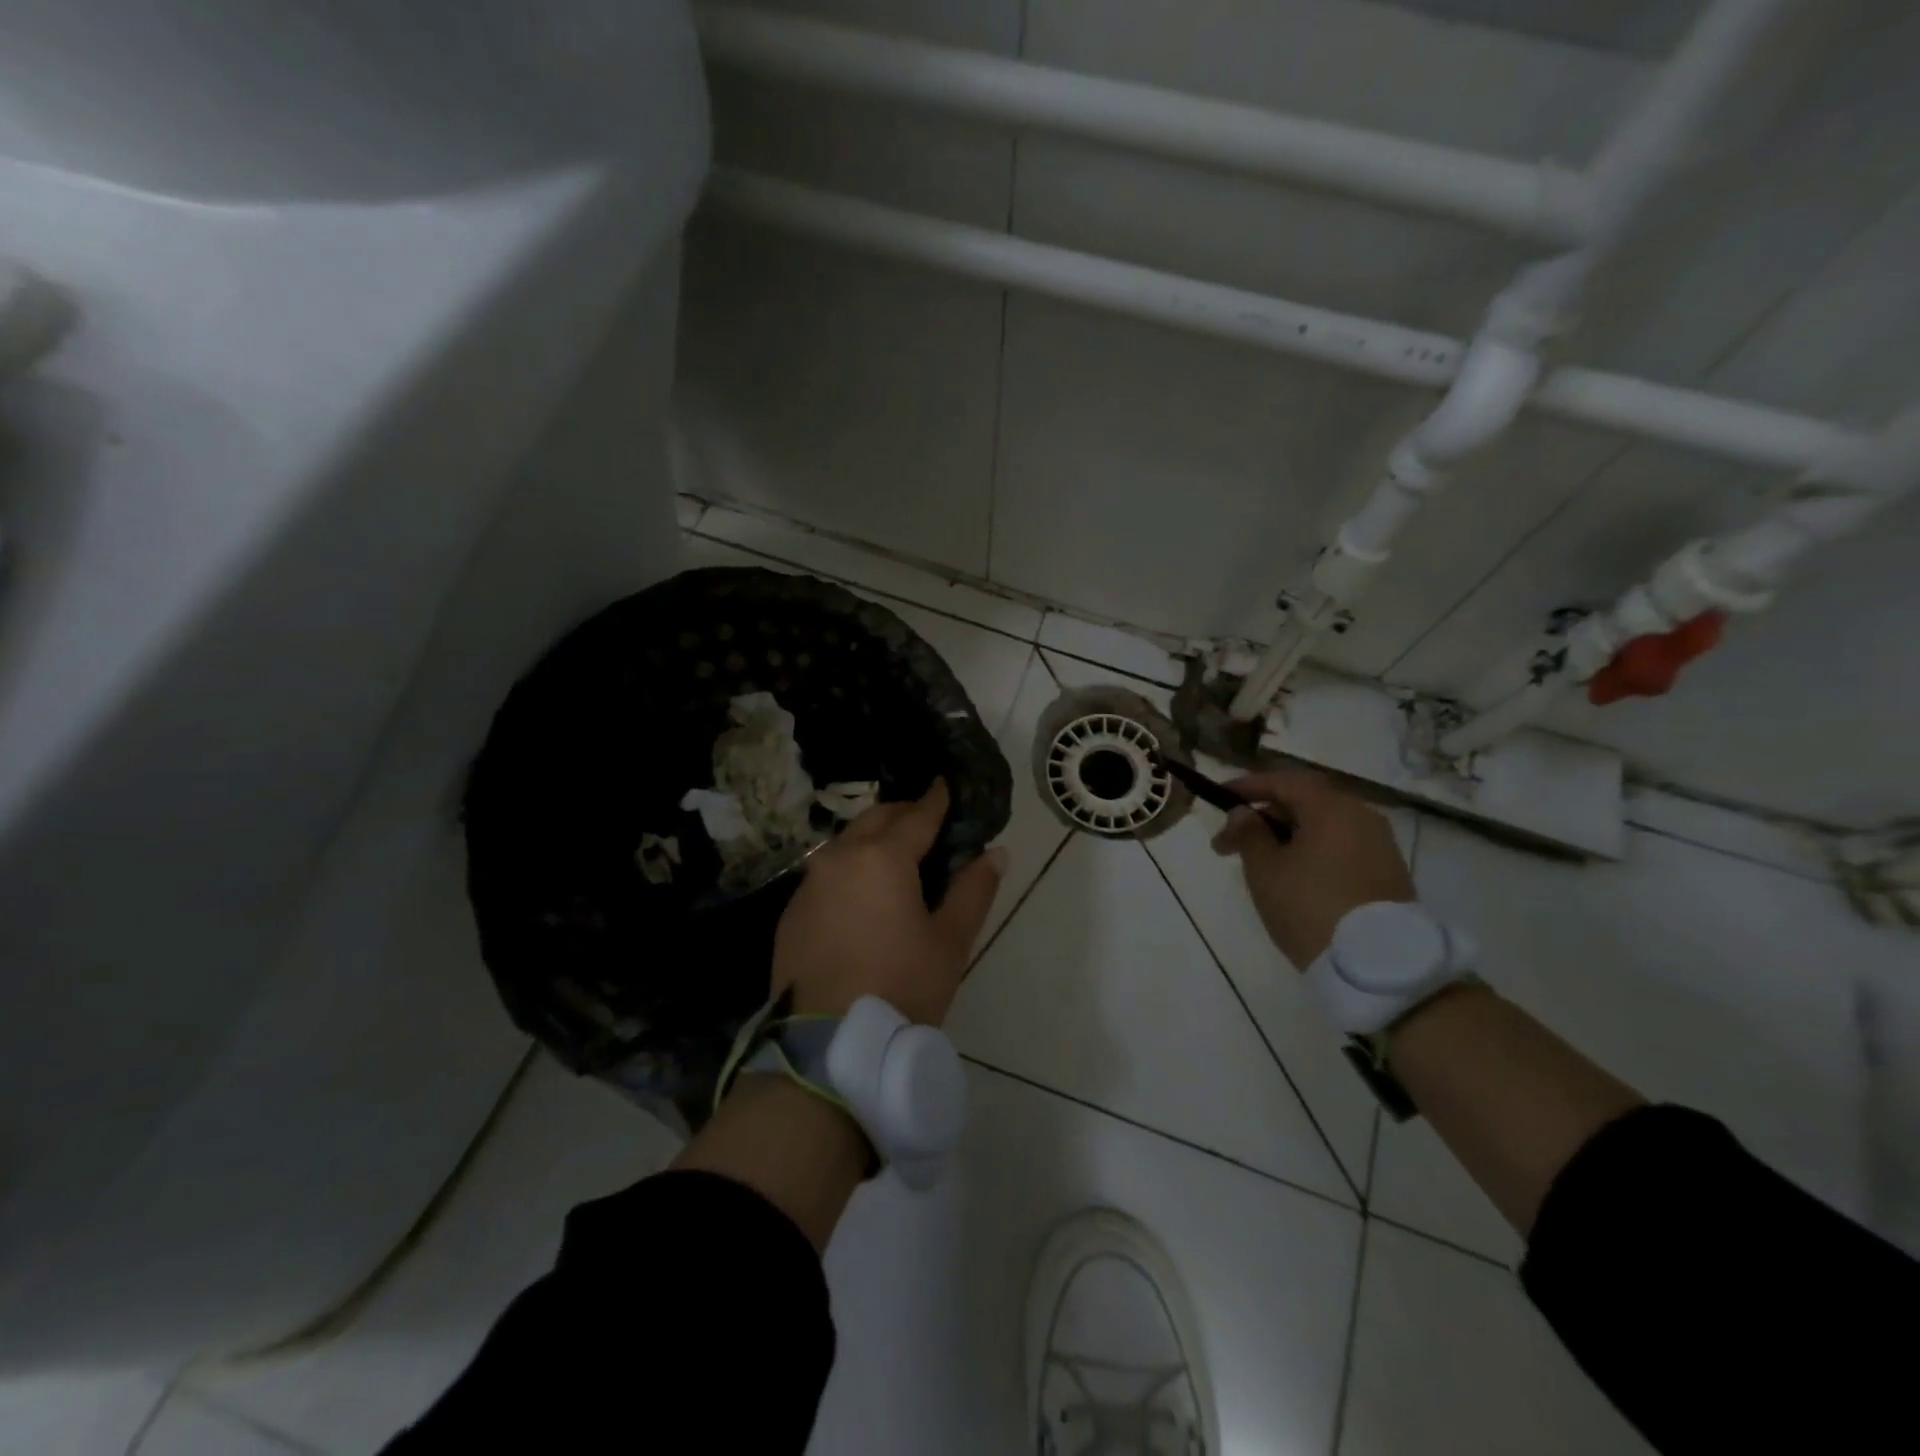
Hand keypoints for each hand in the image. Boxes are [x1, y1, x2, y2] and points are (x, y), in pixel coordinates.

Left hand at [772, 779, 1005, 1025]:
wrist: (828, 1045)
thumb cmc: (901, 987)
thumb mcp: (950, 941)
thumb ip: (973, 890)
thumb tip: (996, 853)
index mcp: (883, 857)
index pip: (916, 816)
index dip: (936, 800)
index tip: (945, 785)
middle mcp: (840, 858)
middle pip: (875, 820)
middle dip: (902, 814)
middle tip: (926, 822)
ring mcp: (809, 884)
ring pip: (845, 844)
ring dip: (871, 839)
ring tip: (895, 855)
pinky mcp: (792, 911)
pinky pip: (825, 874)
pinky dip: (848, 869)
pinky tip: (861, 893)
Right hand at [1210, 766, 1413, 969]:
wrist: (1377, 966)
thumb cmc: (1310, 907)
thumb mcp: (1265, 870)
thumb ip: (1249, 833)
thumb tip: (1243, 812)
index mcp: (1332, 807)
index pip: (1283, 781)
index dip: (1248, 786)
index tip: (1219, 798)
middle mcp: (1361, 815)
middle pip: (1305, 802)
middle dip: (1264, 817)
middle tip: (1230, 844)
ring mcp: (1379, 844)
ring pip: (1323, 826)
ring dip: (1287, 836)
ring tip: (1258, 863)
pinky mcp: (1387, 872)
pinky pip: (1340, 847)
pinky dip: (1311, 851)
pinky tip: (1292, 876)